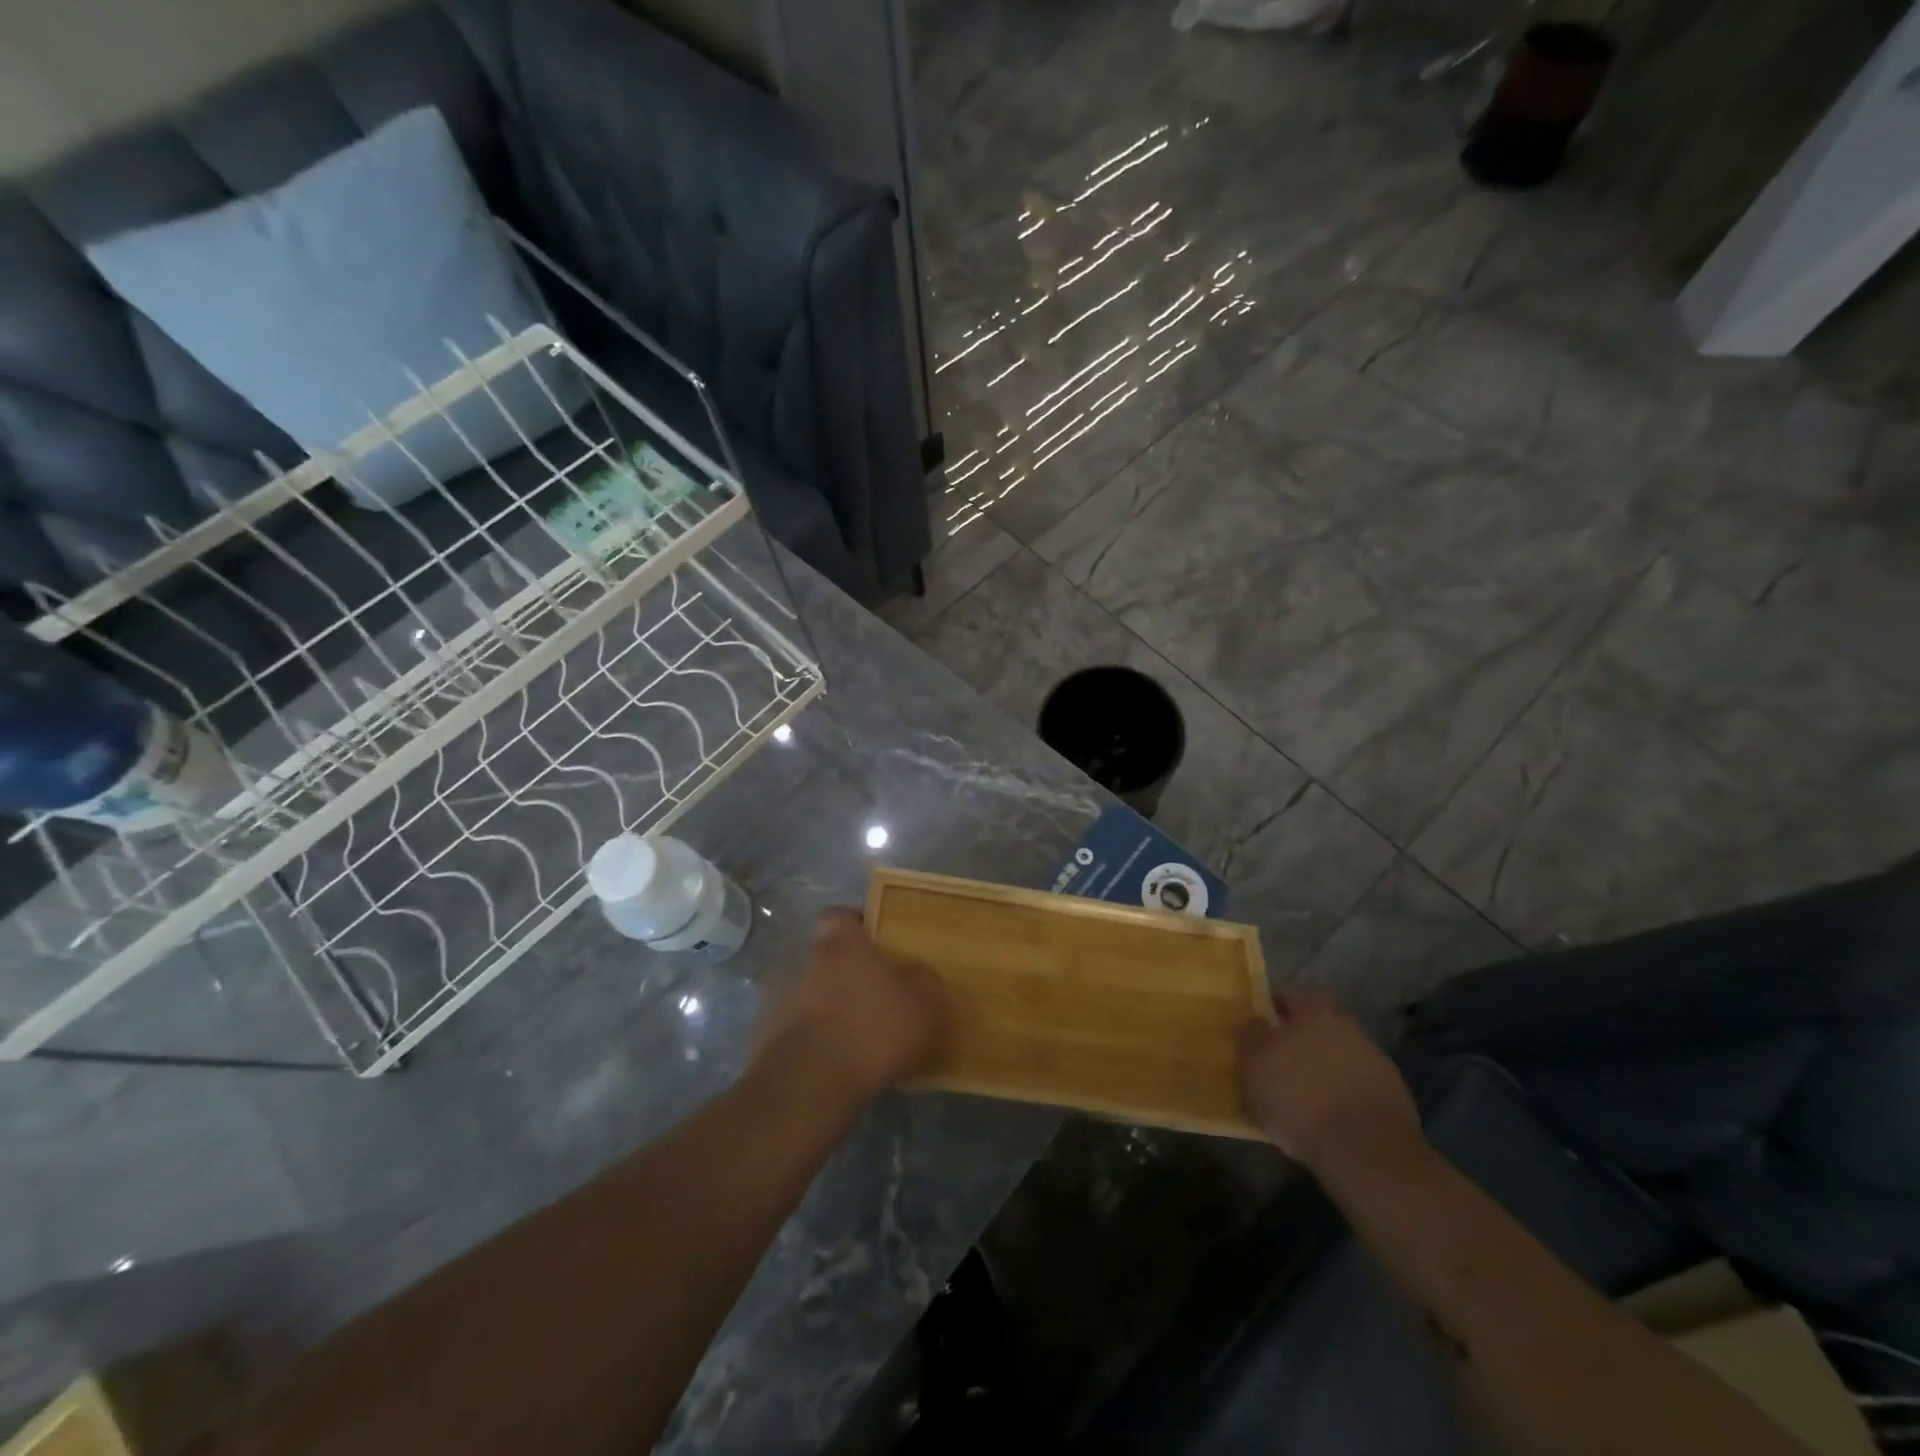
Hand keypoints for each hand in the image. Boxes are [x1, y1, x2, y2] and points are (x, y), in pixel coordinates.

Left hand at [754, 908, 944, 1102]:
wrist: (806, 1088)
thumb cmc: (869, 1031)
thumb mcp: (919, 1004)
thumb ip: (921, 980)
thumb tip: (915, 974)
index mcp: (838, 943)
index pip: (840, 915)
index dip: (857, 925)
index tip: (876, 944)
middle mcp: (802, 961)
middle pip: (824, 957)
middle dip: (844, 974)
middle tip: (872, 998)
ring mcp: (777, 1000)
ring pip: (807, 994)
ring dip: (825, 1009)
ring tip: (853, 1038)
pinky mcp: (763, 1038)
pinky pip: (793, 1031)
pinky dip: (810, 1041)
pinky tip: (832, 1065)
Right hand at [1237, 988, 1421, 1173]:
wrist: (1365, 1148)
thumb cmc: (1298, 1100)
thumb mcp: (1255, 1068)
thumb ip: (1250, 1039)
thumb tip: (1251, 1023)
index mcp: (1310, 1011)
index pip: (1288, 995)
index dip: (1274, 1008)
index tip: (1263, 1025)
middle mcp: (1344, 1024)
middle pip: (1320, 1018)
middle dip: (1304, 1031)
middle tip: (1285, 1053)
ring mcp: (1371, 1055)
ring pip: (1341, 1047)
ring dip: (1327, 1059)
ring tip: (1310, 1085)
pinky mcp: (1392, 1088)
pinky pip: (1359, 1076)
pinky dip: (1346, 1084)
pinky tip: (1335, 1105)